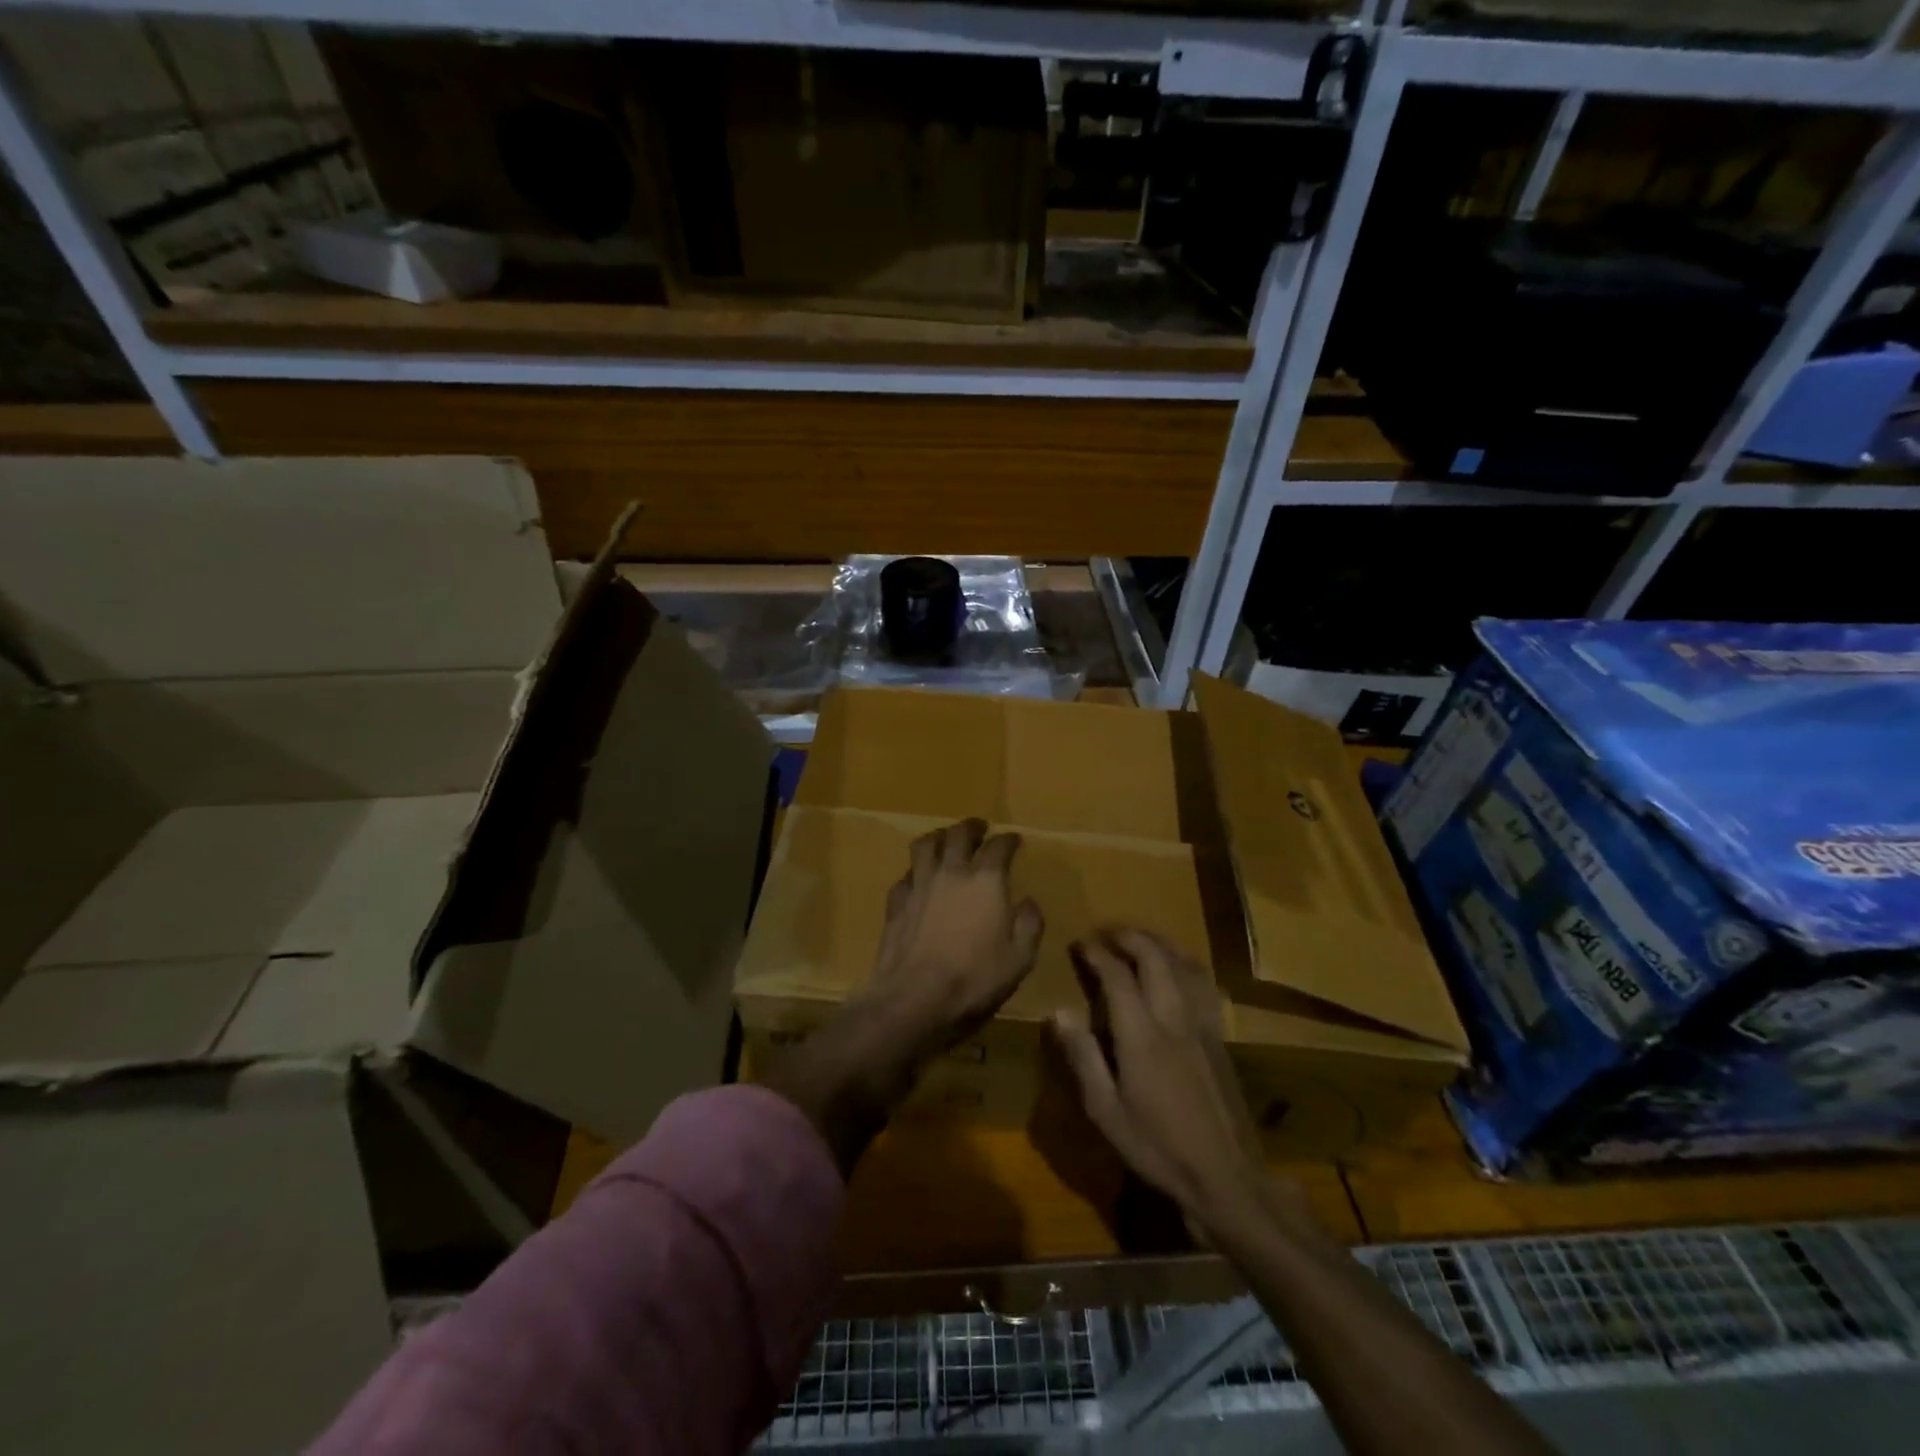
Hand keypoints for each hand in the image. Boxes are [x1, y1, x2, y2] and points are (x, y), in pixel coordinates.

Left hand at [852, 818, 1044, 1063]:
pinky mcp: (896, 903)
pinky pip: (906, 875)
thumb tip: (1028, 902)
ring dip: (938, 837)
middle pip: (959, 834)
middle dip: (972, 827)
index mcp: (986, 881)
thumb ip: (1029, 925)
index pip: (999, 847)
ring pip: (925, 845)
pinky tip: (918, 880)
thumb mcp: (1020, 959)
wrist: (914, 999)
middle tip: (979, 827)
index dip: (1009, 840)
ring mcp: (919, 885)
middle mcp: (951, 873)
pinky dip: (915, 872)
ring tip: (945, 839)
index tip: (1015, 840)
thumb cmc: (975, 979)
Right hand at [1050, 929, 1300, 1242]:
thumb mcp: (1106, 1111)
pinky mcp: (1220, 1035)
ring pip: (1184, 962)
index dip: (1097, 953)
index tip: (1079, 944)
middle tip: (1105, 933)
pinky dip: (1185, 961)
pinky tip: (1178, 965)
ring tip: (1138, 937)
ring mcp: (1202, 1024)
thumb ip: (1083, 1057)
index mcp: (1142, 1035)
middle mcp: (1174, 1017)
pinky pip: (1203, 982)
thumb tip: (1058, 1011)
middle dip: (1128, 936)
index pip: (1117, 975)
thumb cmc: (1157, 1147)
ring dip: (1158, 941)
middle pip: (1154, 956)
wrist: (1226, 1177)